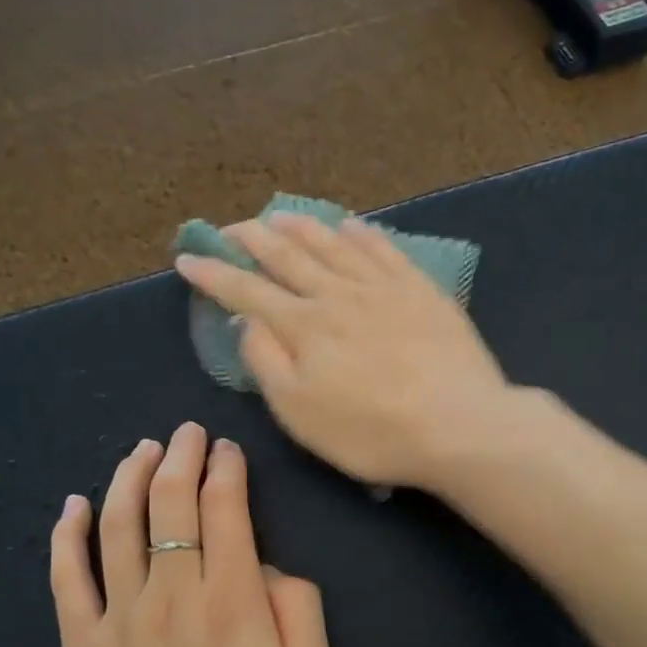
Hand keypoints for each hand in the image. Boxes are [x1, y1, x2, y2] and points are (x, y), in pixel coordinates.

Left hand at [50, 423, 333, 646]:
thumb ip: (300, 613)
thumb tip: (271, 568)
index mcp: (232, 603)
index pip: (225, 511)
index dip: (225, 470)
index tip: (227, 449)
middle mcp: (171, 596)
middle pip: (169, 504)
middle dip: (179, 458)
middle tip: (186, 433)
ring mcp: (118, 620)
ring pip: (118, 526)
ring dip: (129, 478)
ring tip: (141, 450)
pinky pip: (67, 579)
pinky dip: (68, 536)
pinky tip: (73, 506)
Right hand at [173, 213, 512, 487]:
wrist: (458, 425)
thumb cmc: (371, 432)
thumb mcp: (300, 412)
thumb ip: (267, 362)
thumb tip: (249, 322)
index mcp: (303, 326)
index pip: (247, 290)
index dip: (213, 274)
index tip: (187, 257)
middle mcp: (338, 294)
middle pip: (288, 256)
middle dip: (253, 239)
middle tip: (231, 227)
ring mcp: (383, 287)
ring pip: (333, 244)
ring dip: (302, 227)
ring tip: (280, 215)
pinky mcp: (421, 289)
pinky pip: (384, 249)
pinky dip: (361, 233)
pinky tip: (351, 225)